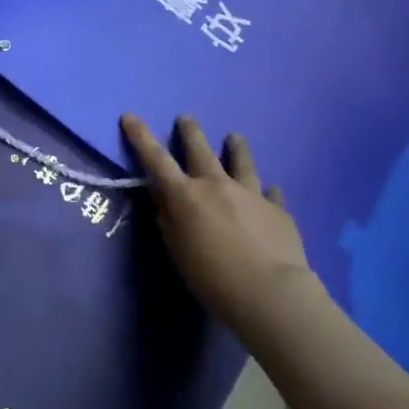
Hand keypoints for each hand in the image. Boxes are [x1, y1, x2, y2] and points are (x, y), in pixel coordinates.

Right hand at [121, 113, 318, 332]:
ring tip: (235, 136)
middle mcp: (217, 186)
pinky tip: (272, 189)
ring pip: (242, 162)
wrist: (270, 292)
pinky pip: (271, 194)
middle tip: (186, 117)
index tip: (131, 116)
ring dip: (236, 147)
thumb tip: (163, 202)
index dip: (142, 136)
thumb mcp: (178, 252)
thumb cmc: (212, 278)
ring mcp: (251, 194)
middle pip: (201, 150)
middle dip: (191, 132)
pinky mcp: (277, 209)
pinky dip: (268, 191)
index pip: (157, 159)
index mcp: (186, 197)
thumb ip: (169, 222)